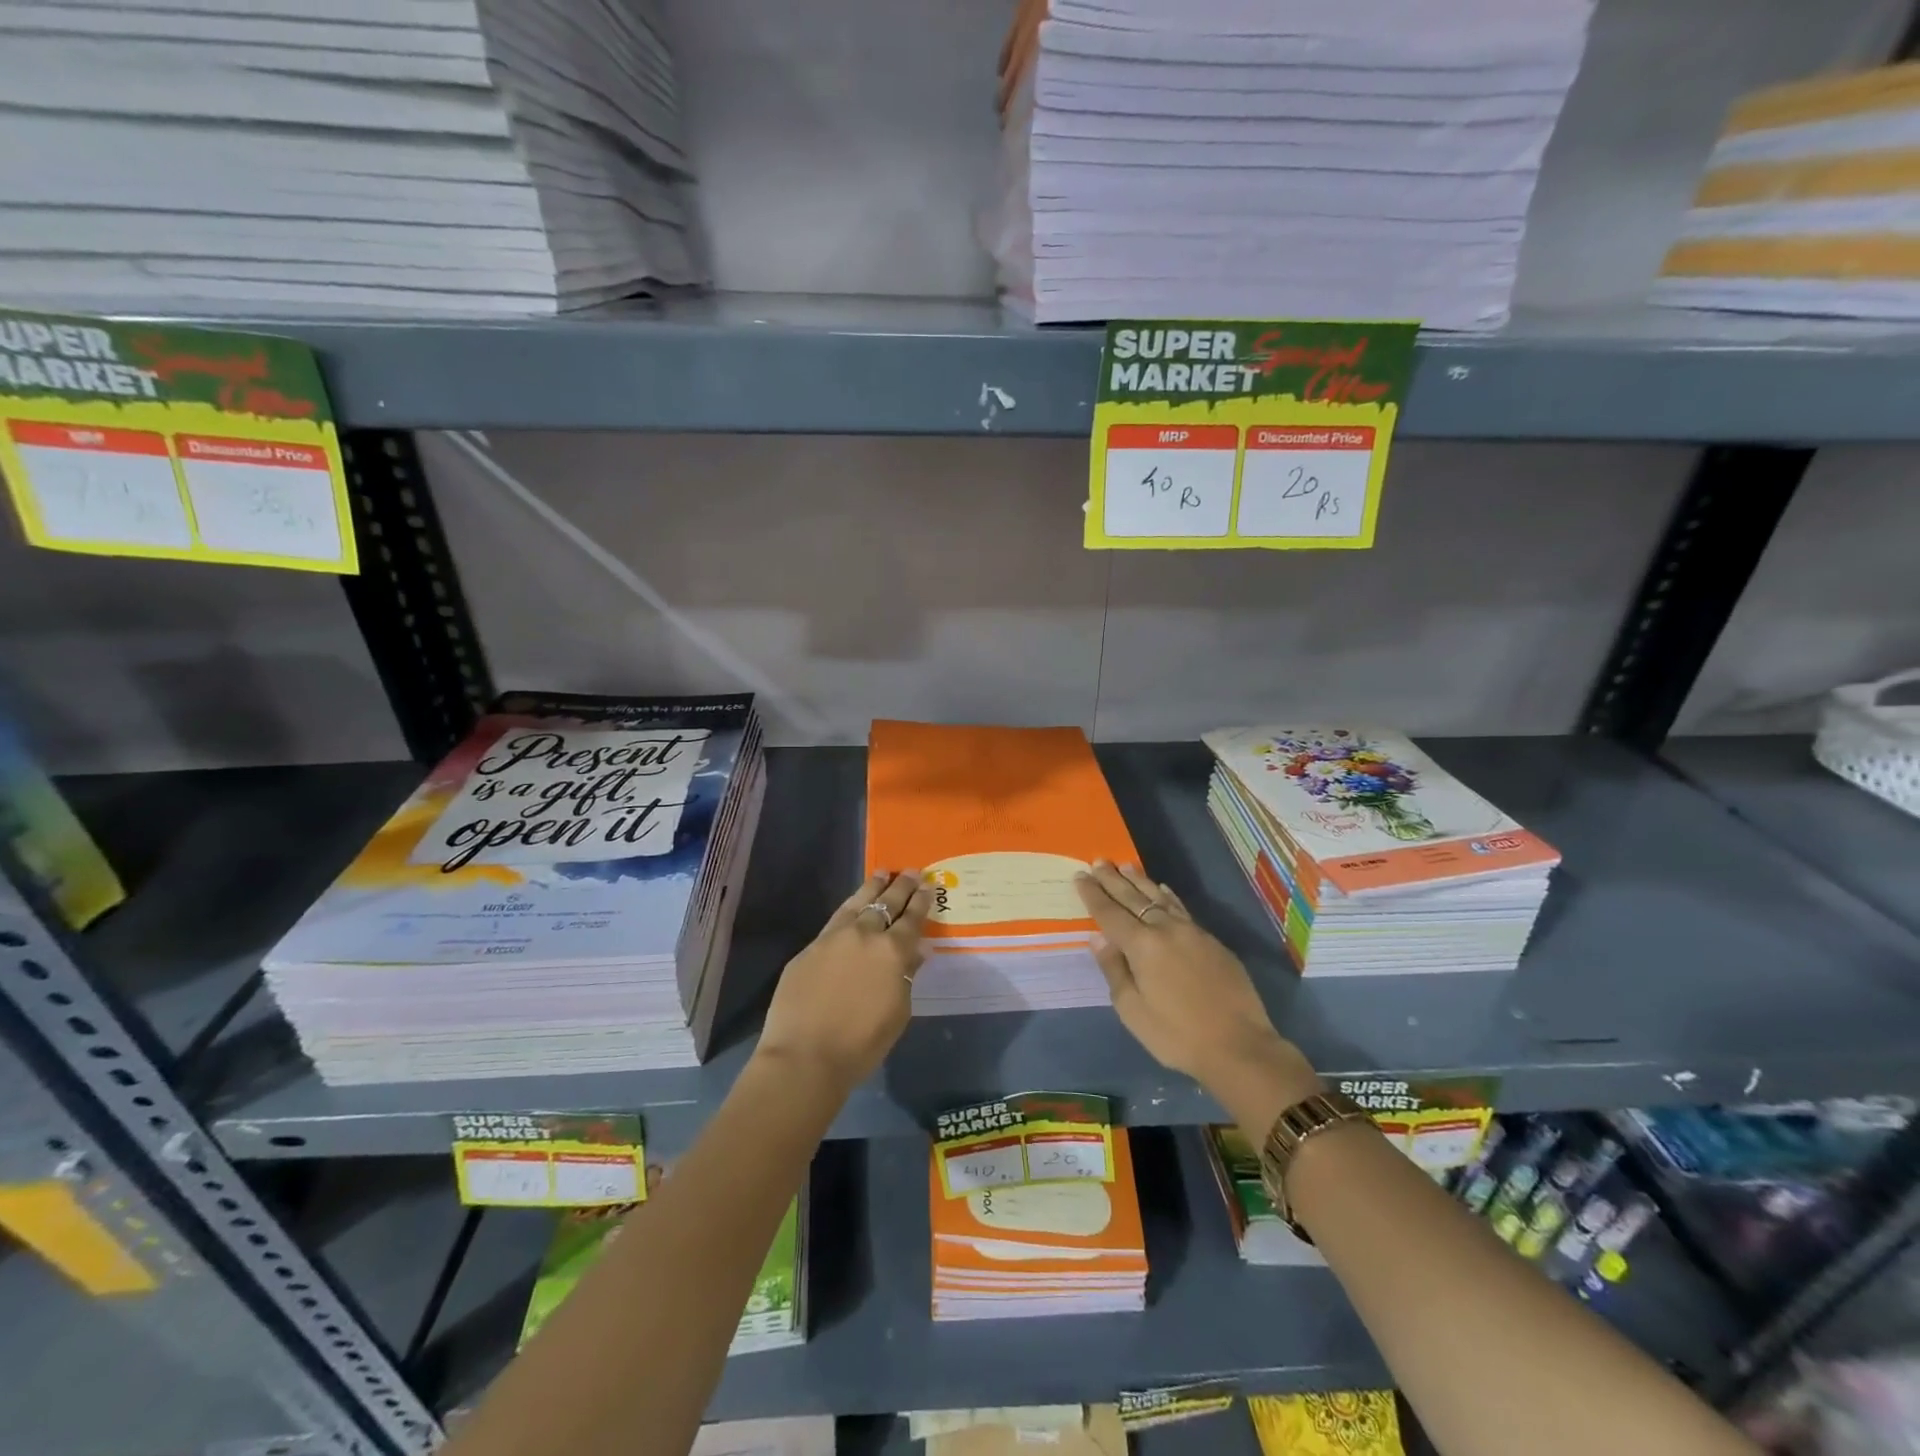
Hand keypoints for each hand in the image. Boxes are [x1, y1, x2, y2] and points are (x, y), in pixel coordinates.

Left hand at [756, 870, 933, 1093]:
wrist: (805, 1056)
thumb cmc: (861, 1044)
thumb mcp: (898, 1013)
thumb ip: (907, 977)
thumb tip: (916, 952)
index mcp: (893, 951)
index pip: (912, 919)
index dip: (922, 901)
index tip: (928, 885)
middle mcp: (865, 935)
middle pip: (887, 903)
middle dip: (901, 886)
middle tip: (911, 871)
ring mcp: (834, 937)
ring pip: (858, 903)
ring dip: (873, 887)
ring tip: (882, 874)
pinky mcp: (810, 947)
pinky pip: (836, 919)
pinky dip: (850, 907)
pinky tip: (853, 905)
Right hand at [1075, 861, 1320, 1128]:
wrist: (1239, 1046)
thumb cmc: (1177, 1034)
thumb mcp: (1133, 1011)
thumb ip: (1114, 970)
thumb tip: (1099, 938)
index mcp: (1141, 946)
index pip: (1110, 913)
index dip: (1093, 894)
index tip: (1080, 875)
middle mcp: (1166, 930)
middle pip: (1134, 898)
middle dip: (1113, 879)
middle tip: (1098, 861)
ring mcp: (1192, 932)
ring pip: (1160, 898)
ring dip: (1140, 881)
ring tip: (1126, 866)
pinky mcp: (1212, 941)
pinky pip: (1182, 908)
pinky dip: (1168, 896)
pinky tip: (1163, 889)